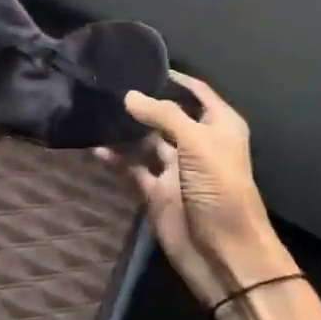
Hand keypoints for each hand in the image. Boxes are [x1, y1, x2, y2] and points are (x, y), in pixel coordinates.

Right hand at [99, 72, 293, 307]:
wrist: (225, 255)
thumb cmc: (220, 189)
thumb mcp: (197, 143)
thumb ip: (163, 115)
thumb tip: (129, 96)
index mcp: (218, 126)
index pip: (197, 91)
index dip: (175, 77)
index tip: (143, 64)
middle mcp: (197, 142)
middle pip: (167, 114)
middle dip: (143, 101)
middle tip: (109, 85)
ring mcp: (176, 168)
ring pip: (146, 141)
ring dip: (125, 130)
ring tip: (96, 111)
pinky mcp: (157, 192)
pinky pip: (133, 168)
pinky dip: (116, 159)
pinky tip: (95, 147)